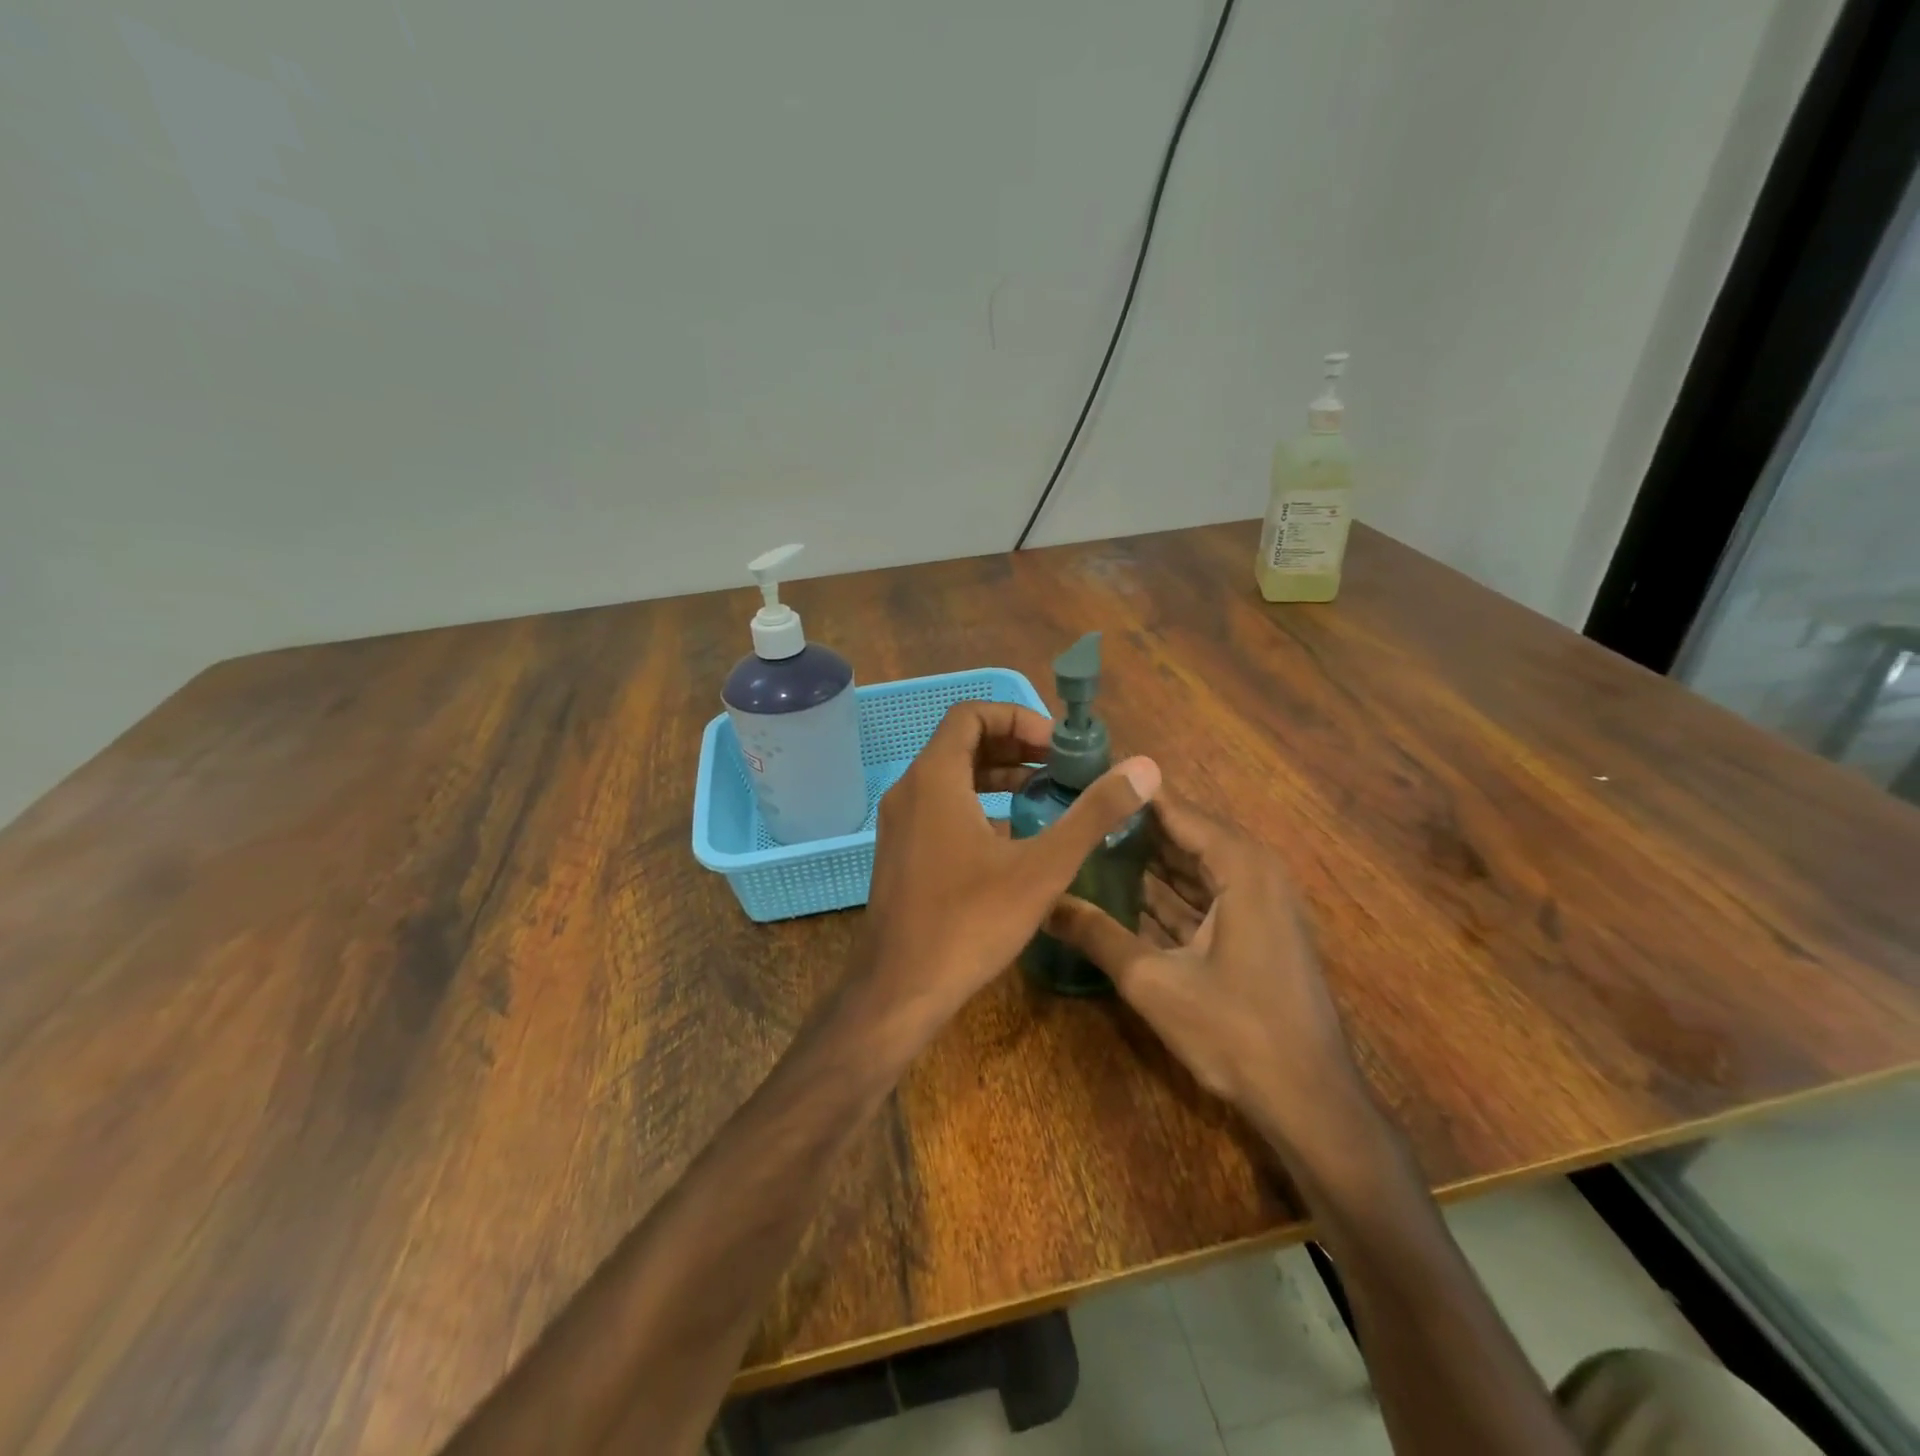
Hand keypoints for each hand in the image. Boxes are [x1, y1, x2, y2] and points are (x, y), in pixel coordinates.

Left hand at [858, 701, 1158, 1043]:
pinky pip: (939, 807)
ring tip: (1043, 792)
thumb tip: (1143, 769)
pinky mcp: (901, 852)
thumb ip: (1092, 814)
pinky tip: (1012, 836)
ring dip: (996, 775)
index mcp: (935, 779)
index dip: (1017, 717)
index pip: (971, 714)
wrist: (899, 989)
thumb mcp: (1042, 867)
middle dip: (1013, 745)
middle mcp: (910, 790)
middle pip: (961, 742)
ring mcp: (899, 823)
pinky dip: (976, 804)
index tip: (1056, 746)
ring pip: (949, 777)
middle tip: (1058, 766)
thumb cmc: (970, 922)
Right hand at [1045, 793, 1362, 1134]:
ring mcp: (1259, 902)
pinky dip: (1168, 892)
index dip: (1130, 794)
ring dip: (1147, 860)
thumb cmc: (1235, 1030)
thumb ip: (1097, 935)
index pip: (1175, 809)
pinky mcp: (1256, 930)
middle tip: (1077, 815)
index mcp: (1240, 865)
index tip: (1083, 779)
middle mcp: (1254, 871)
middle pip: (1184, 834)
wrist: (1310, 1099)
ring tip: (1089, 847)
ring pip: (1193, 866)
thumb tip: (1043, 904)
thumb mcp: (1153, 981)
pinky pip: (1205, 894)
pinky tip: (1123, 893)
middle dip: (1132, 827)